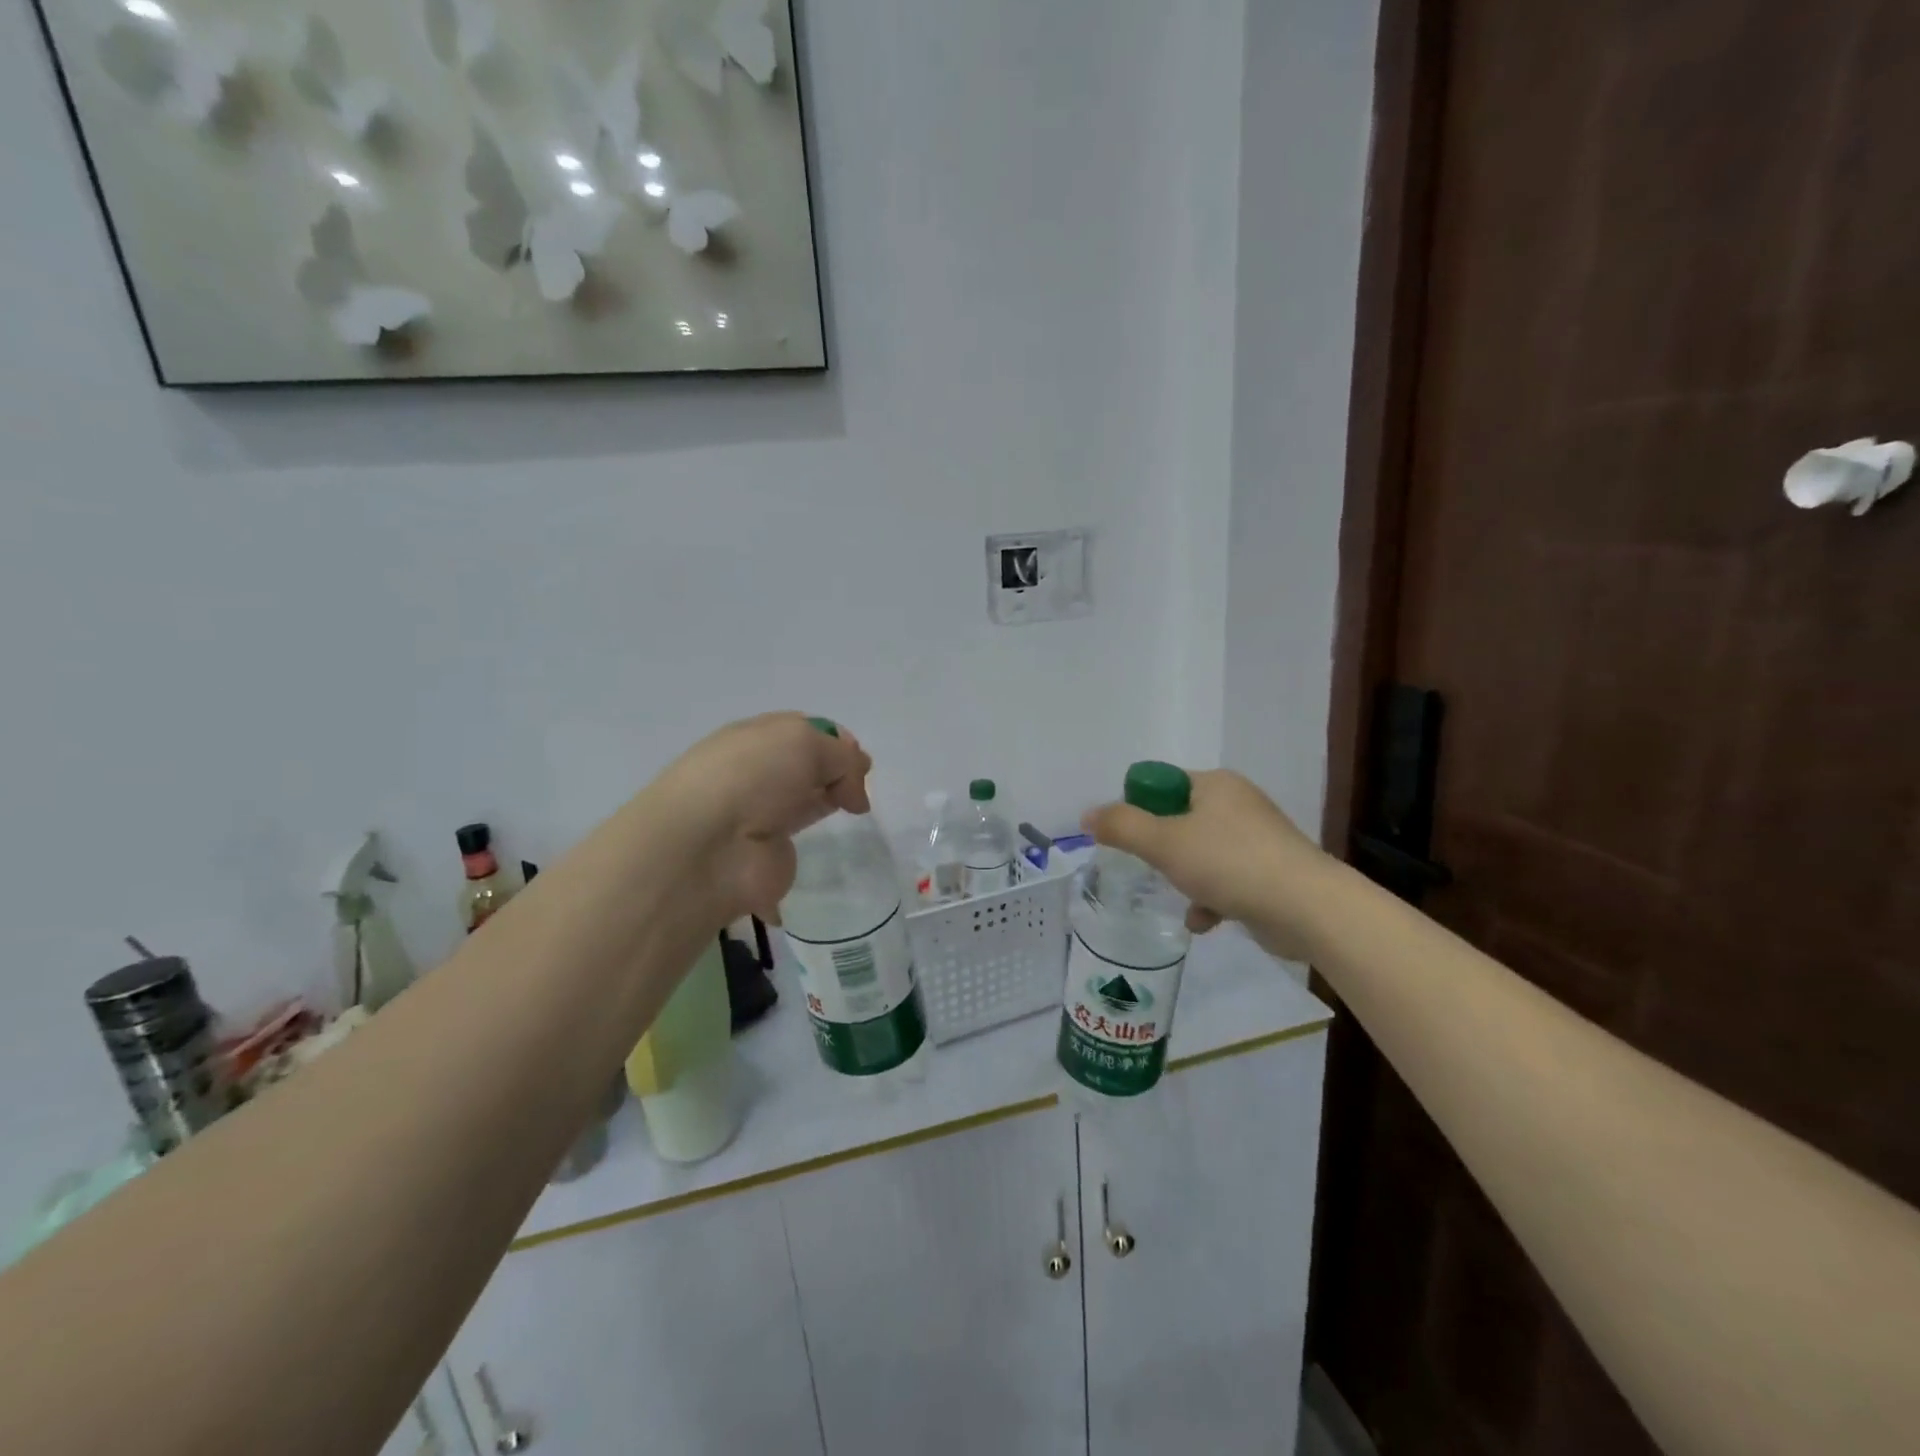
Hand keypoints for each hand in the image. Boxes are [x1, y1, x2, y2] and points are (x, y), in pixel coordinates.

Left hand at [649, 713, 871, 924]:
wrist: (708, 845)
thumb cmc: (754, 777)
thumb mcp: (806, 744)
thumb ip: (842, 759)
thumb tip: (856, 792)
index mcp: (756, 735)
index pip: (803, 730)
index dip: (836, 741)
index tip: (860, 759)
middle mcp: (756, 771)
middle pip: (806, 765)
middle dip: (836, 770)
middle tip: (860, 785)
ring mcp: (759, 813)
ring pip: (802, 799)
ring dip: (826, 800)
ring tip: (855, 808)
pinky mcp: (767, 854)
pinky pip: (795, 841)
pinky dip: (812, 840)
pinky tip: (833, 838)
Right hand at [1082, 770, 1335, 957]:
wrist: (1308, 908)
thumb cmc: (1229, 863)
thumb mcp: (1163, 842)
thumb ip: (1121, 827)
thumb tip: (1088, 815)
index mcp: (1215, 785)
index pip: (1162, 784)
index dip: (1138, 809)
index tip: (1129, 839)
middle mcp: (1238, 804)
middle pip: (1180, 820)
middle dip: (1161, 849)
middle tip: (1147, 868)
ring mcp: (1258, 839)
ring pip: (1202, 853)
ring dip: (1184, 877)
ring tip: (1177, 897)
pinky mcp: (1270, 873)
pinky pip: (1226, 879)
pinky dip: (1211, 898)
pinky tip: (1203, 921)